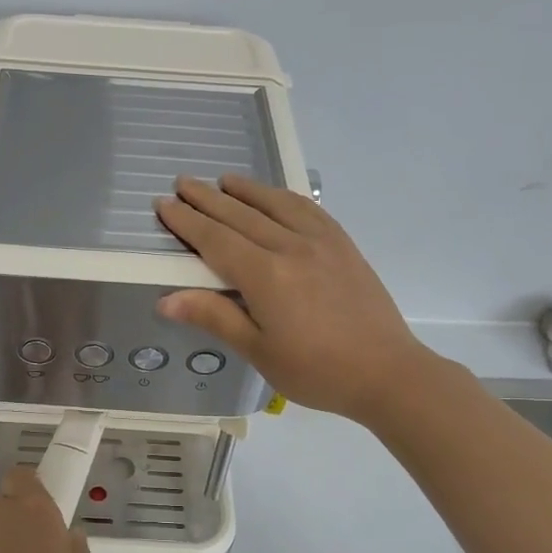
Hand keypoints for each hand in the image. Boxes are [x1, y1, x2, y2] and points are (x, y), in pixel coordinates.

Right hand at [156, 174, 430, 424]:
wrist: (386, 372)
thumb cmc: (315, 371)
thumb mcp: (258, 350)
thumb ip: (214, 316)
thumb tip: (165, 299)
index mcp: (265, 276)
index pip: (215, 239)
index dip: (187, 222)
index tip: (164, 204)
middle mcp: (291, 247)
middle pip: (240, 216)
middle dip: (207, 199)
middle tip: (182, 183)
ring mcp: (321, 242)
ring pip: (275, 205)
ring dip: (245, 190)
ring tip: (224, 180)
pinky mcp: (343, 246)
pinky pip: (308, 210)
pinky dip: (284, 198)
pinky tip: (276, 197)